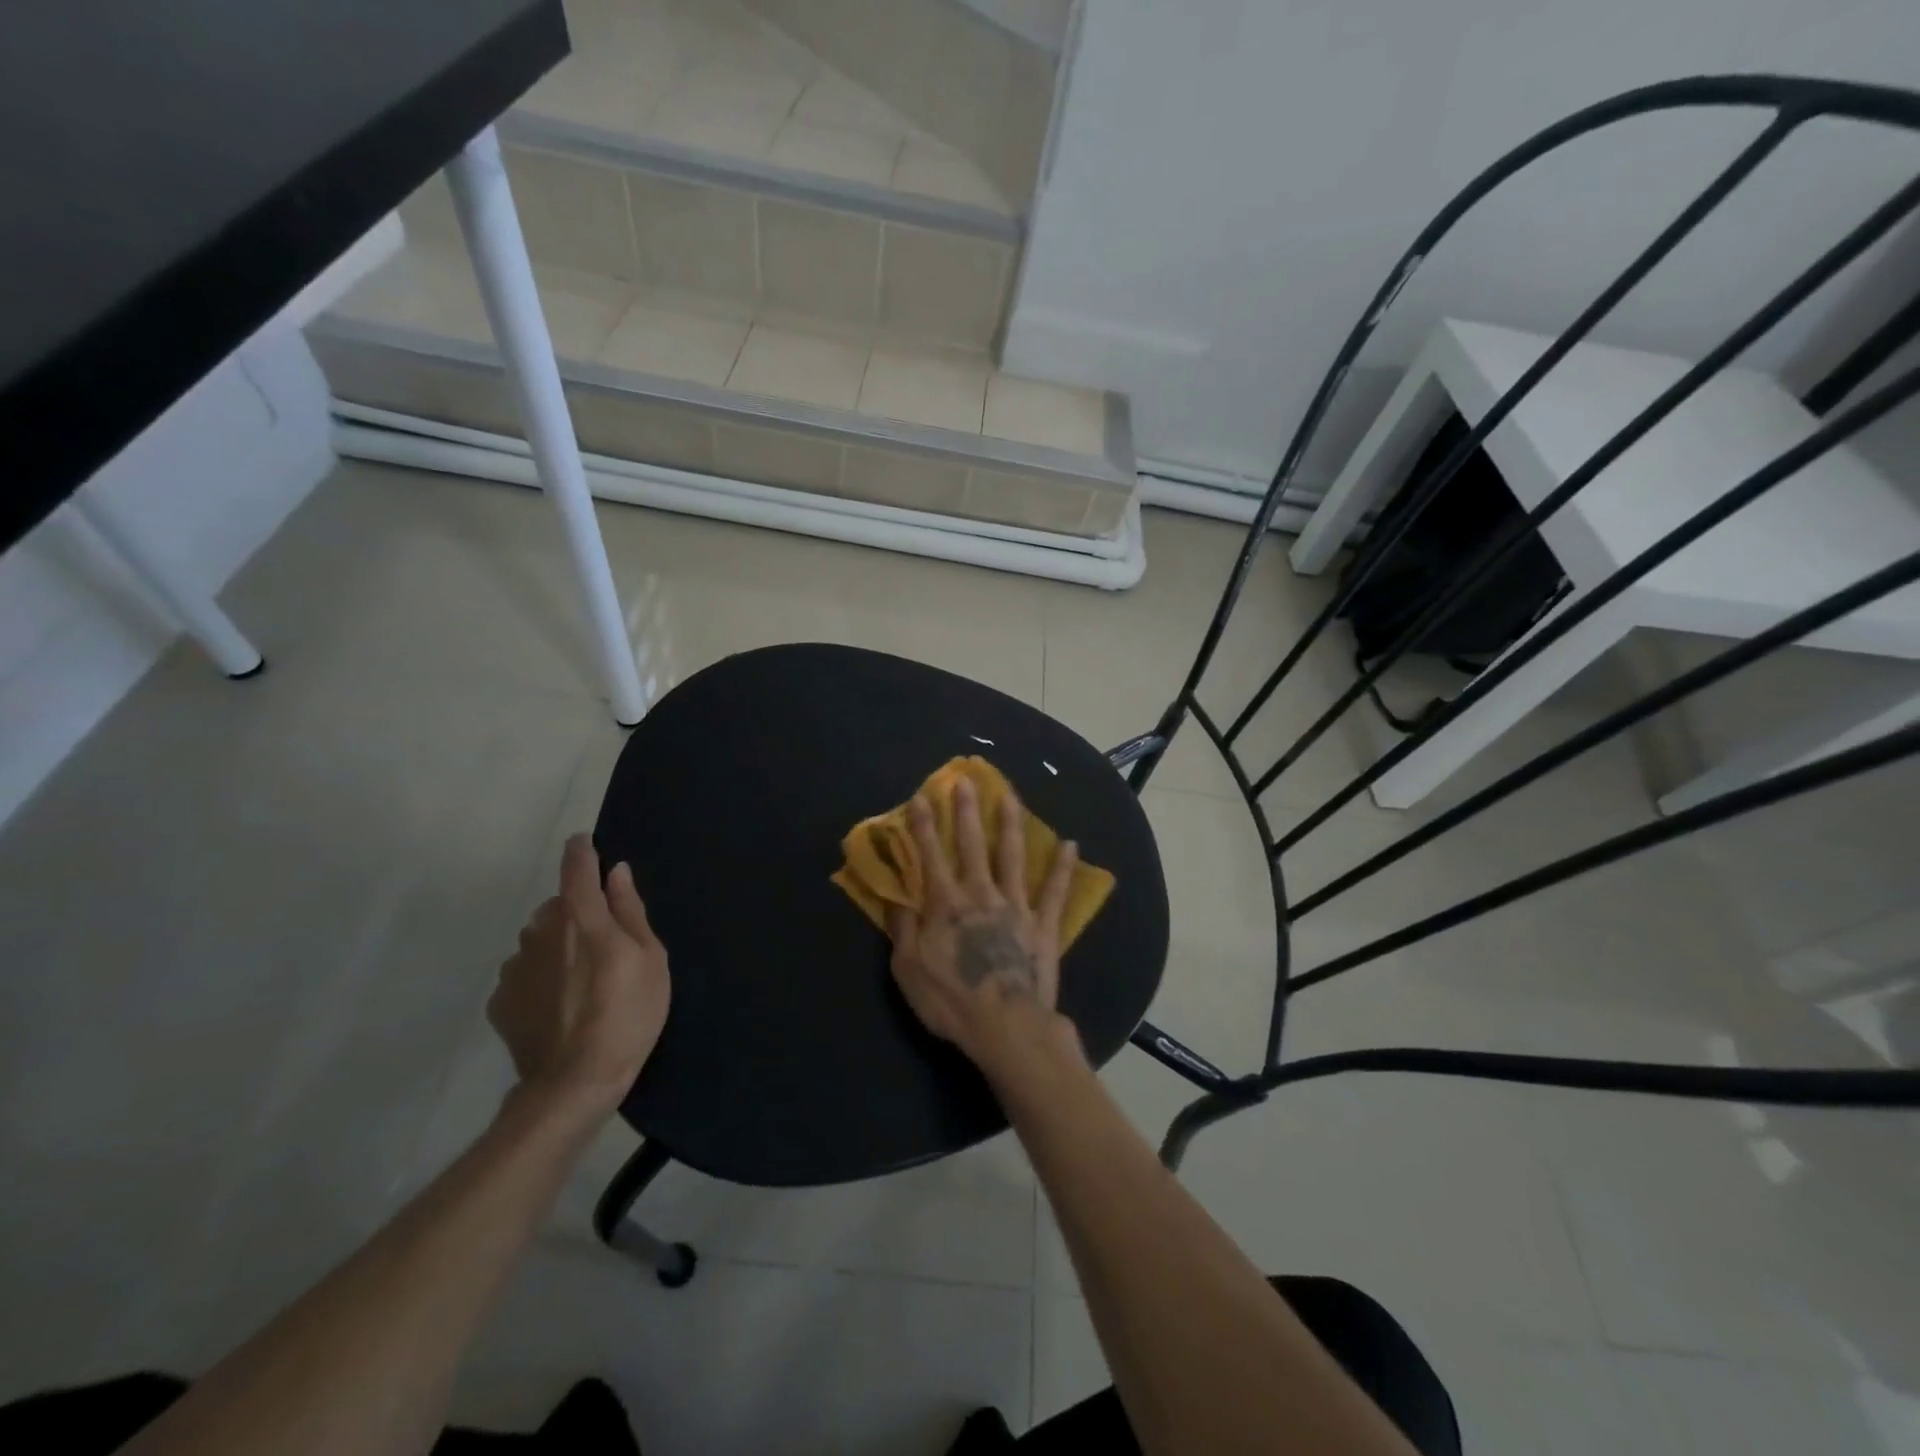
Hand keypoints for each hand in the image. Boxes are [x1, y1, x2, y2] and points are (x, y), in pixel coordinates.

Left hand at [490, 834, 669, 1122]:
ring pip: (537, 939)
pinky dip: (539, 977)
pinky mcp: (500, 1000)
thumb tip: (617, 872)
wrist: (575, 1082)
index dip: (582, 850)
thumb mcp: (650, 959)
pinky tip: (558, 1004)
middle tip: (603, 943)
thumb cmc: (628, 1014)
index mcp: (582, 917)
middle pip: (556, 905)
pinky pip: (523, 973)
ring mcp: (515, 967)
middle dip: (576, 911)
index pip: (576, 867)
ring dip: (555, 945)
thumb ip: (630, 912)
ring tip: (580, 979)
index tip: (587, 843)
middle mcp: (541, 932)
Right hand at [886, 778, 1081, 1073]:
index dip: (924, 826)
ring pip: (1013, 856)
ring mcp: (1016, 906)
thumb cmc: (951, 999)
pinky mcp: (1043, 925)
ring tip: (1011, 796)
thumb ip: (902, 927)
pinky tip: (1071, 844)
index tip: (922, 796)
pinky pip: (1055, 892)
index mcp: (946, 903)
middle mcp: (981, 894)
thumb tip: (895, 894)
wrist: (1006, 1025)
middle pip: (972, 845)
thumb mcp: (908, 968)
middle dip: (967, 811)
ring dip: (1011, 824)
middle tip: (966, 780)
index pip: (931, 855)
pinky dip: (1063, 868)